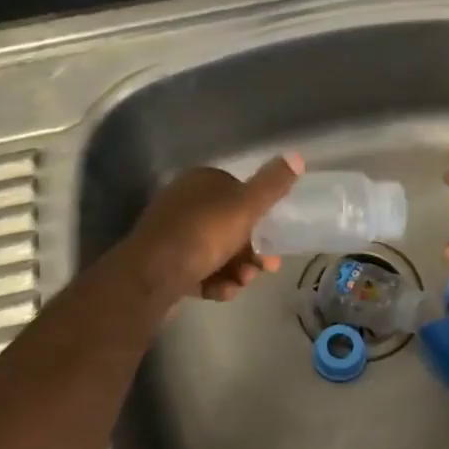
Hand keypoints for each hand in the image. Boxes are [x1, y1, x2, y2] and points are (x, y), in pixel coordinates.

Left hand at [124, 154, 301, 301]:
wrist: (152, 274)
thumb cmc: (203, 233)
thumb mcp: (246, 206)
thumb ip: (272, 185)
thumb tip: (297, 156)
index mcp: (201, 182)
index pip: (238, 191)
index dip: (259, 215)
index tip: (275, 237)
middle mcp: (184, 202)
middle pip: (229, 225)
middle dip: (250, 250)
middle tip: (265, 268)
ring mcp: (172, 234)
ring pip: (215, 251)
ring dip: (235, 270)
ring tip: (240, 284)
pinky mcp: (163, 263)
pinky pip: (198, 270)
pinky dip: (213, 281)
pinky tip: (220, 292)